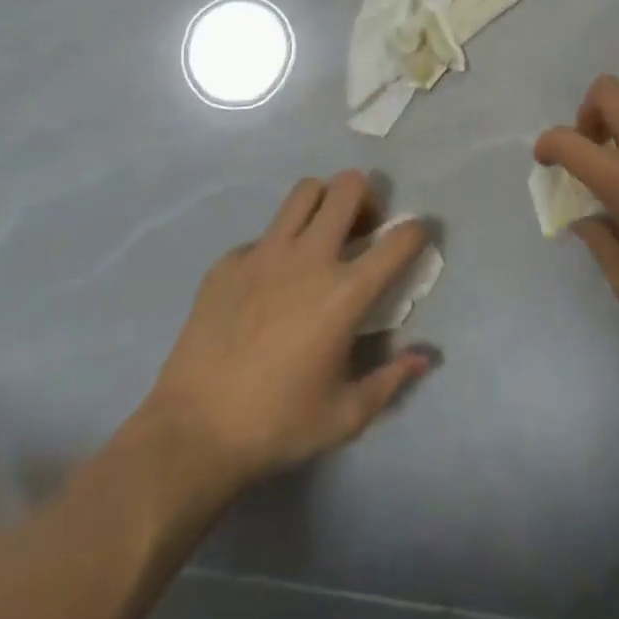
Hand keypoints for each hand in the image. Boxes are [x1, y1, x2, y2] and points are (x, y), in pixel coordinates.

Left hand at [142, 172, 434, 491]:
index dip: (417, 232)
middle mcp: (309, 258)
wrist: (194, 431)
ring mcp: (265, 252)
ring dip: (323, 203)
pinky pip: (264, 233)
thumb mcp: (346, 415)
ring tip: (321, 236)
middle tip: (363, 229)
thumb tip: (425, 357)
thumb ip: (391, 380)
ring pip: (305, 192)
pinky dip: (279, 245)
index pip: (400, 239)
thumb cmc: (277, 425)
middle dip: (366, 198)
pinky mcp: (229, 260)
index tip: (415, 238)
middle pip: (348, 187)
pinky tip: (269, 283)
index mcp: (345, 293)